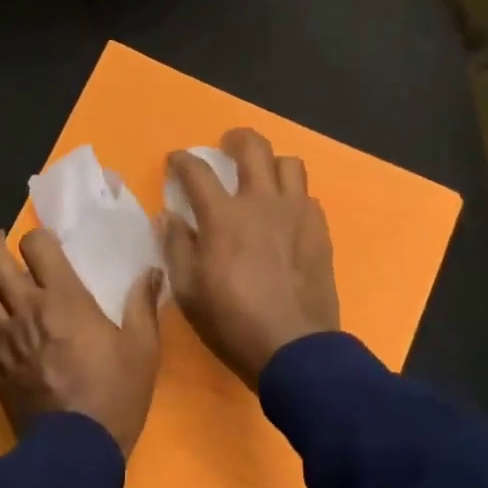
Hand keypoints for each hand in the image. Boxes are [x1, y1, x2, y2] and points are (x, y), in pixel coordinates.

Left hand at [0, 229, 164, 457]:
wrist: (75, 450)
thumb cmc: (114, 394)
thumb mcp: (143, 349)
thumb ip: (143, 305)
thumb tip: (152, 271)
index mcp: (63, 298)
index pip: (35, 244)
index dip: (37, 238)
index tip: (45, 246)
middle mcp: (25, 308)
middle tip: (0, 245)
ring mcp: (2, 336)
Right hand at [160, 129, 340, 387]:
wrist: (293, 348)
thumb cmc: (231, 321)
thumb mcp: (187, 290)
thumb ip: (175, 246)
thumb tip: (168, 217)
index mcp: (223, 216)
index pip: (198, 171)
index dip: (182, 160)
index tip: (176, 161)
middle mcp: (261, 203)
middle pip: (253, 148)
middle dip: (235, 139)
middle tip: (227, 147)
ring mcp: (296, 214)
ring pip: (289, 164)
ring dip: (271, 164)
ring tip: (262, 178)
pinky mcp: (319, 231)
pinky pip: (307, 196)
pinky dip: (293, 196)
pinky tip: (285, 215)